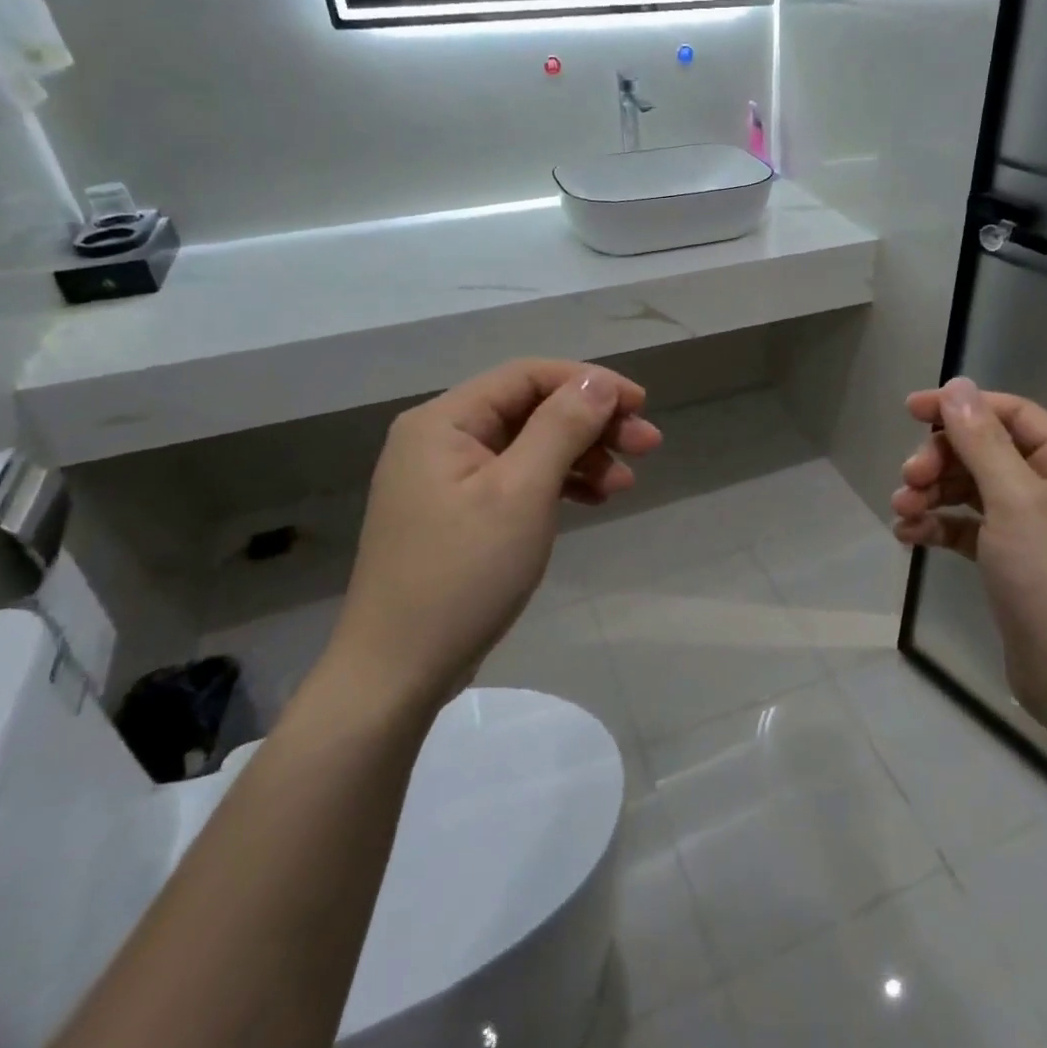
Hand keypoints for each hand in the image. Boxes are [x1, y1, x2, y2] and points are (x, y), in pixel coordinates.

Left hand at [329, 359, 662, 709]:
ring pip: (529, 446)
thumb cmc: (463, 574)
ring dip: (581, 456)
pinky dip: (558, 484)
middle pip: (531, 409)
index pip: (528, 376)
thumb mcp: (521, 493)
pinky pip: (518, 480)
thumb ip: (561, 427)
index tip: (641, 405)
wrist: (398, 671)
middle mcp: (442, 439)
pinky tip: (594, 499)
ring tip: (626, 481)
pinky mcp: (460, 514)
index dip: (589, 383)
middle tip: (648, 445)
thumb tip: (597, 381)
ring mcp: (449, 479)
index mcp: (444, 421)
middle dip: (592, 422)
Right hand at [892, 377, 1046, 728]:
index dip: (961, 407)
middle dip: (941, 461)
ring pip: (972, 491)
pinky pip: (969, 528)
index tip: (911, 410)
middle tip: (907, 480)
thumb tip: (958, 386)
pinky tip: (908, 537)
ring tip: (900, 513)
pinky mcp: (1012, 561)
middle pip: (986, 453)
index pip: (1011, 415)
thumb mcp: (1014, 502)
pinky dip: (939, 527)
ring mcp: (1033, 528)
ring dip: (933, 495)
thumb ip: (982, 441)